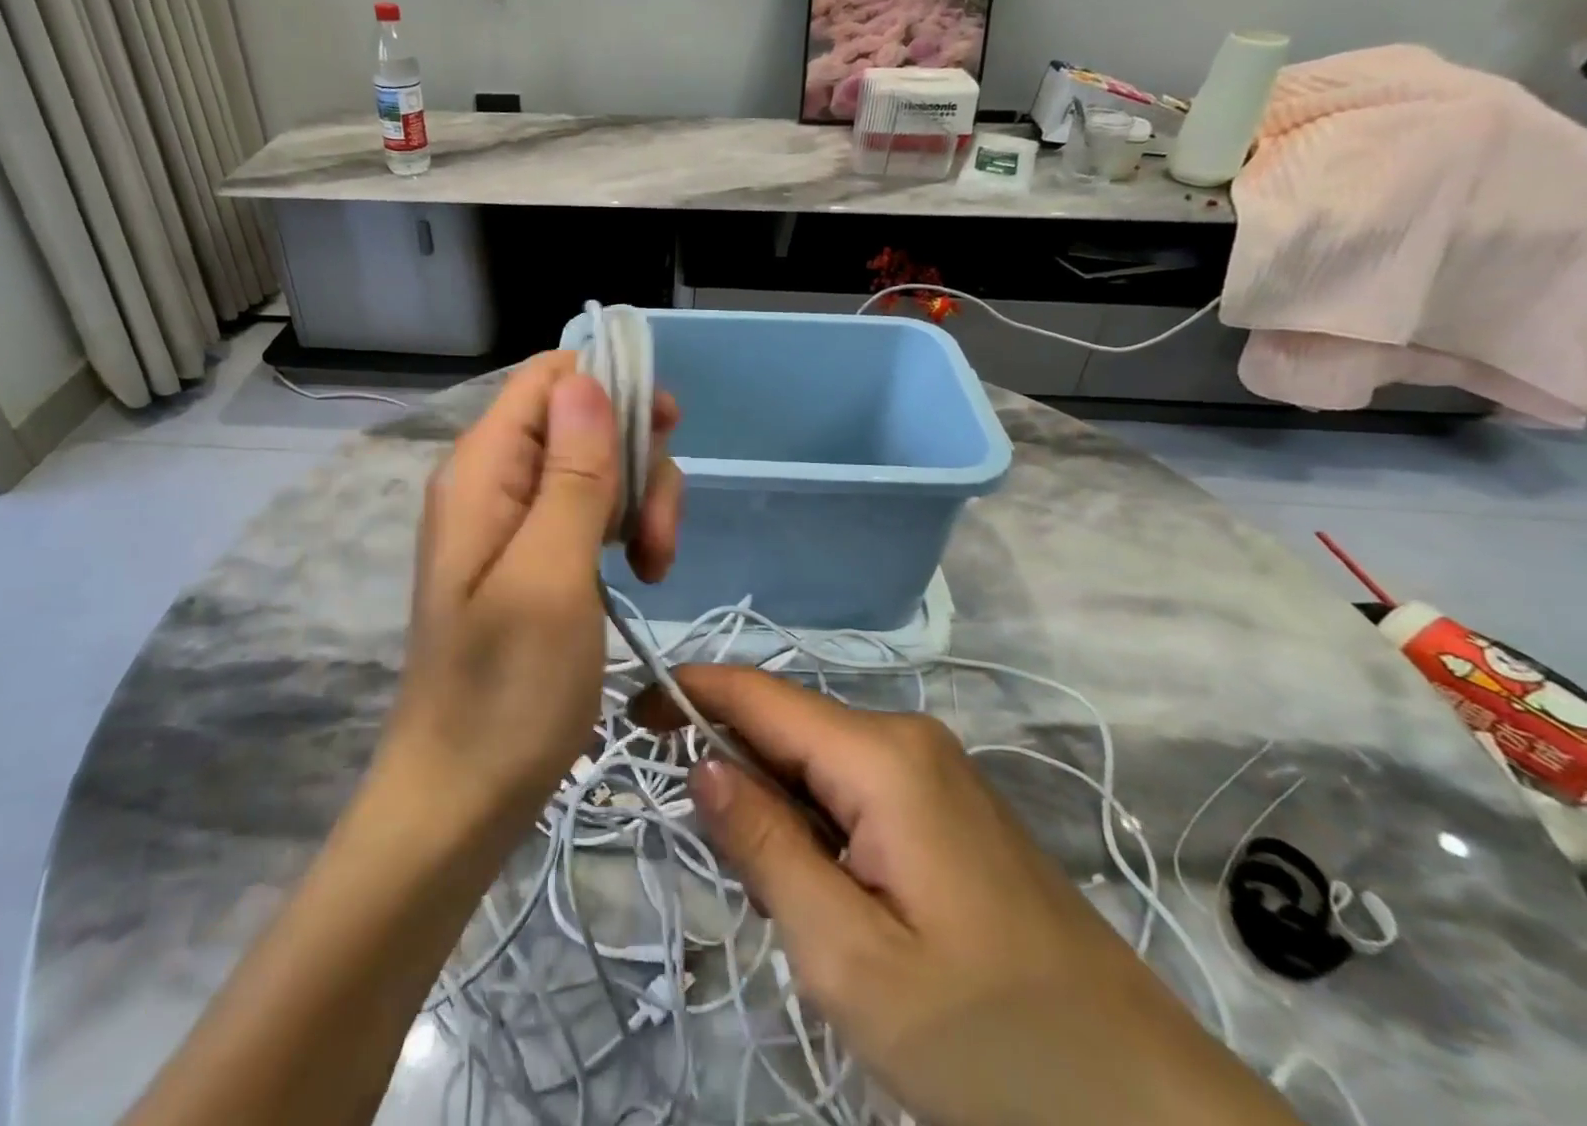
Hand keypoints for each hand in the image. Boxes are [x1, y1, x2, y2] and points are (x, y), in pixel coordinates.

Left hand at [380, 353, 682, 830]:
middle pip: (583, 419)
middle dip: (636, 459)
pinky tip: (641, 572)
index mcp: (483, 468)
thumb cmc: (506, 690)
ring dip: (640, 501)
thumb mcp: (551, 575)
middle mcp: (494, 479)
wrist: (463, 793)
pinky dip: (625, 528)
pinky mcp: (534, 554)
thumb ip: (572, 474)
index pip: (549, 377)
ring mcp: (513, 519)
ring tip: (655, 566)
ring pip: (596, 465)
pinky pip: (589, 510)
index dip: (611, 386)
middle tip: (657, 533)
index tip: (666, 432)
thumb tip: (587, 382)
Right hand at [649, 665, 1298, 1125]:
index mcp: (880, 755)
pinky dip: (813, 824)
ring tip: (773, 895)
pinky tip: (824, 893)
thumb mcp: (848, 957)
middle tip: (708, 855)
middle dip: (730, 768)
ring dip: (773, 806)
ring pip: (816, 761)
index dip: (686, 693)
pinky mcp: (947, 806)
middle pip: (785, 726)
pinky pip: (853, 789)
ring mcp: (933, 770)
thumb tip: (701, 762)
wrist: (1150, 1115)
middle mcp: (906, 737)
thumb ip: (764, 844)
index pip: (757, 695)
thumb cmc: (990, 1043)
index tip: (627, 715)